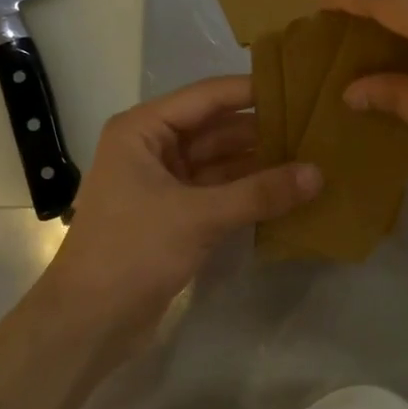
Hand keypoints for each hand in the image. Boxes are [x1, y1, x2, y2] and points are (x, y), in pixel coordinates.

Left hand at [39, 76, 319, 345]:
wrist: (88, 321)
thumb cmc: (133, 251)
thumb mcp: (199, 216)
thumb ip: (260, 193)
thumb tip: (318, 174)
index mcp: (143, 130)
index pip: (207, 97)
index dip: (253, 91)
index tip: (302, 87)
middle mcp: (151, 148)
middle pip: (216, 129)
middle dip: (262, 131)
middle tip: (317, 128)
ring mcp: (162, 183)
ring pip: (220, 163)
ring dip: (259, 164)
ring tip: (311, 157)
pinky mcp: (173, 215)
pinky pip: (218, 192)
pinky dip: (247, 193)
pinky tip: (287, 193)